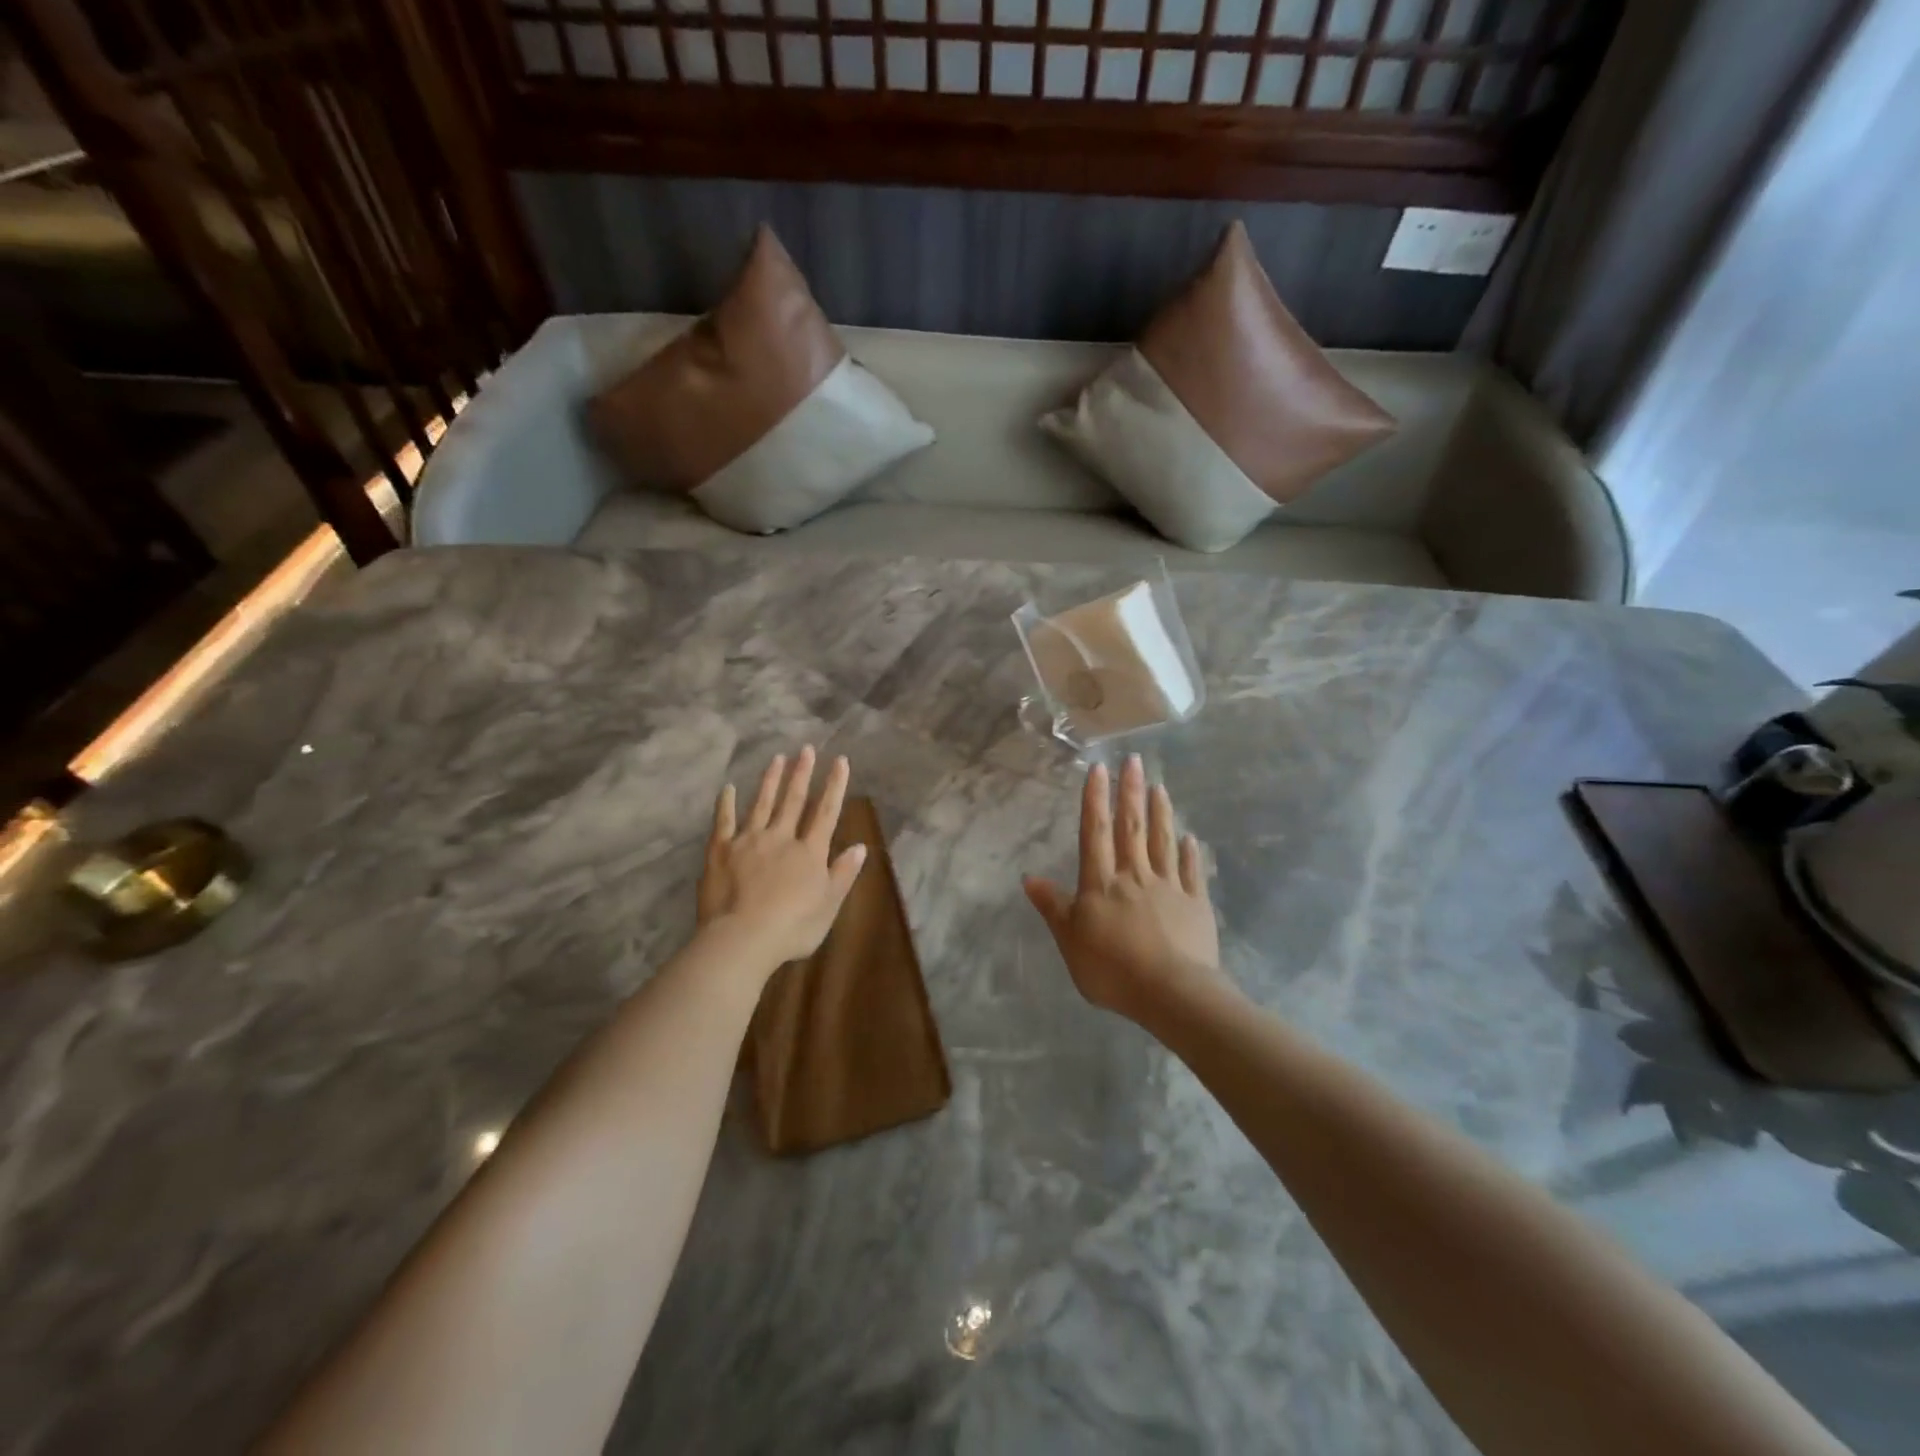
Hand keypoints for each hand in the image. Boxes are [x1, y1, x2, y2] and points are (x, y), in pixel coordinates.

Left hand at [698, 746, 866, 970]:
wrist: (742, 938)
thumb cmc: (792, 928)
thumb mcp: (828, 905)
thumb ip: (843, 874)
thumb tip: (860, 846)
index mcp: (810, 852)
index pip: (826, 812)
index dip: (835, 786)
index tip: (840, 761)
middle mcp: (781, 837)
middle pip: (794, 801)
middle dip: (802, 773)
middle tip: (806, 749)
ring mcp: (749, 841)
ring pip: (762, 803)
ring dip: (770, 780)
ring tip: (777, 759)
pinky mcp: (721, 850)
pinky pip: (724, 821)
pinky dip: (726, 804)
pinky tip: (728, 788)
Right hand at [1024, 755, 1225, 1022]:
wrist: (1171, 993)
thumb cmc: (1112, 968)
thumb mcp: (1070, 940)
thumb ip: (1053, 906)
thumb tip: (1028, 877)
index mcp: (1102, 883)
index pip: (1095, 832)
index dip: (1095, 799)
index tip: (1099, 769)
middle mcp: (1135, 876)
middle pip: (1132, 828)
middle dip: (1131, 792)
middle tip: (1135, 761)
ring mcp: (1169, 888)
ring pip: (1163, 842)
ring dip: (1161, 813)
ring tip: (1160, 786)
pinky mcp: (1196, 905)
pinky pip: (1191, 872)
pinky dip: (1190, 853)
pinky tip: (1190, 838)